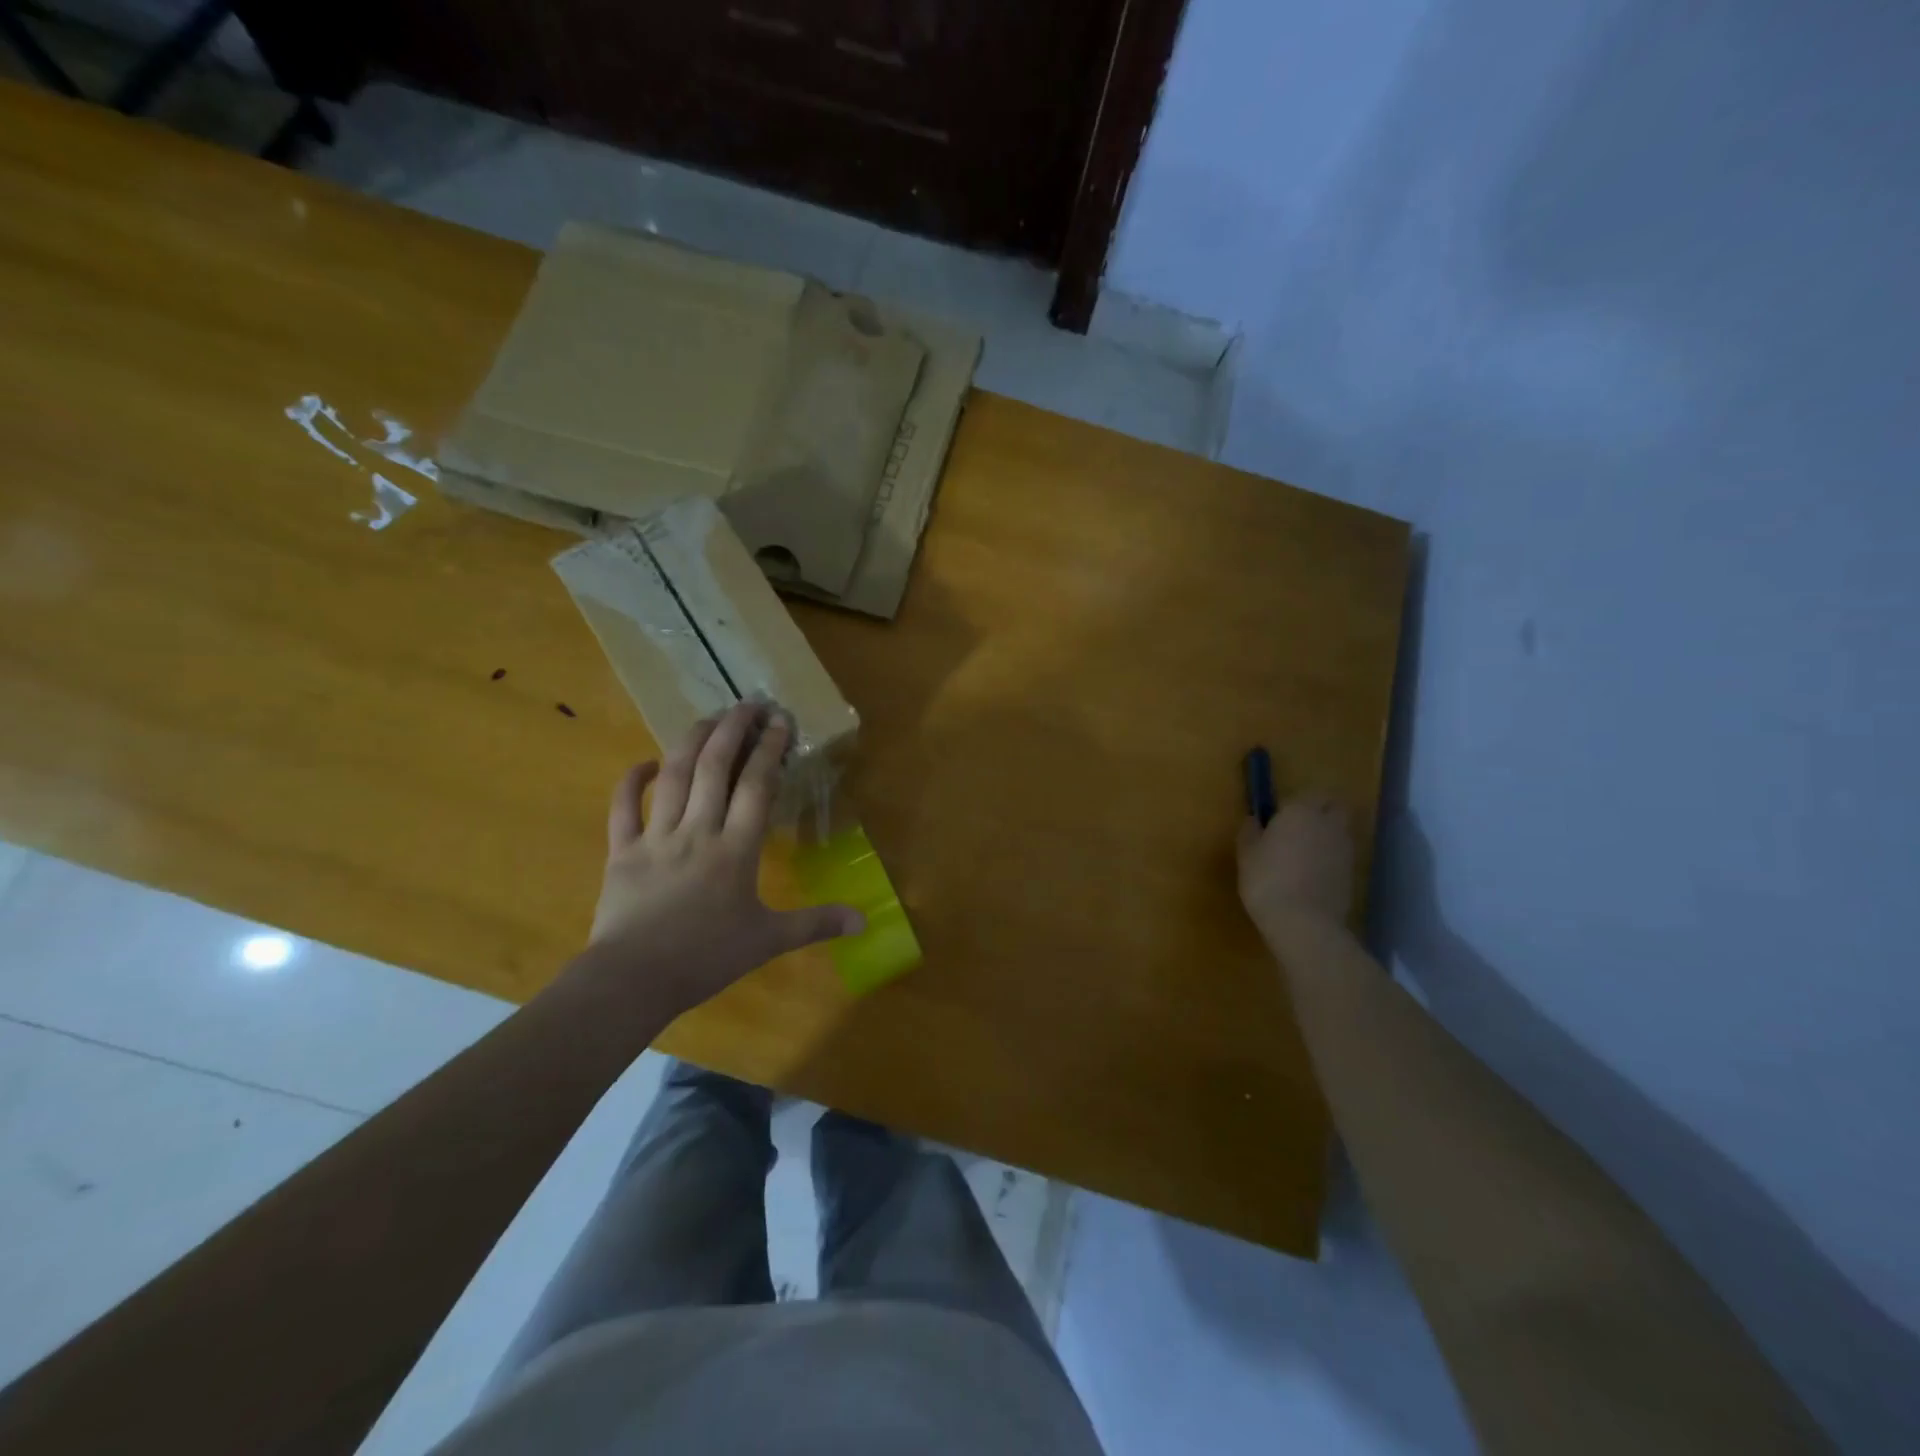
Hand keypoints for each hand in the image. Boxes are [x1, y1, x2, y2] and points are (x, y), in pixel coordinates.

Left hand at [579, 701, 862, 1019]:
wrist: (633, 981)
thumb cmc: (706, 958)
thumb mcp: (768, 941)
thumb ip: (816, 924)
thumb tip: (865, 921)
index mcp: (736, 849)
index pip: (757, 786)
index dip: (770, 749)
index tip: (780, 721)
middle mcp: (697, 831)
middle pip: (714, 768)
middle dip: (732, 730)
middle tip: (747, 703)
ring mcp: (655, 837)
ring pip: (673, 776)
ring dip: (691, 741)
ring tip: (709, 718)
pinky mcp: (621, 851)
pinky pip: (623, 807)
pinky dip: (632, 780)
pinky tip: (646, 762)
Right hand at [1237, 792, 1354, 936]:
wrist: (1303, 922)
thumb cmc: (1267, 880)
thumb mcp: (1246, 854)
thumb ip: (1250, 831)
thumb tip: (1254, 820)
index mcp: (1301, 811)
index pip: (1310, 792)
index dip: (1297, 801)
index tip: (1280, 815)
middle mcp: (1328, 823)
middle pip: (1336, 806)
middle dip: (1323, 810)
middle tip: (1300, 826)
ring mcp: (1345, 849)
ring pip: (1341, 830)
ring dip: (1328, 834)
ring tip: (1305, 853)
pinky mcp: (1353, 873)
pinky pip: (1342, 855)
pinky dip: (1331, 858)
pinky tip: (1313, 874)